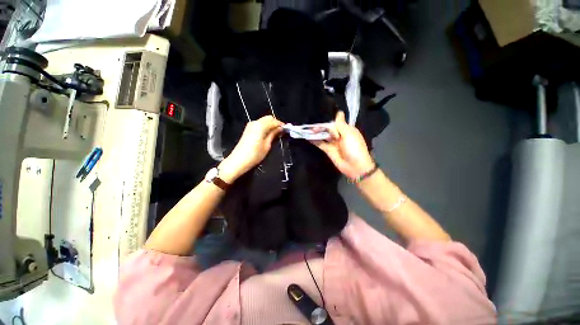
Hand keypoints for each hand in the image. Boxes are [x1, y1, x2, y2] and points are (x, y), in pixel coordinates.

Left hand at [219, 115, 283, 182]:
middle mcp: (255, 122)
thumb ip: (273, 134)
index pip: (274, 121)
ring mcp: (250, 125)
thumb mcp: (267, 145)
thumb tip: (280, 129)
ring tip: (276, 134)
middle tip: (282, 132)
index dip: (281, 124)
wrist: (238, 161)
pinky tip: (268, 134)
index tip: (287, 130)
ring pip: (264, 121)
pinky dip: (265, 127)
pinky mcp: (248, 130)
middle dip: (276, 123)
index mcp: (260, 125)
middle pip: (268, 118)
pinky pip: (259, 124)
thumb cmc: (255, 155)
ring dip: (271, 125)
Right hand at [310, 111, 374, 179]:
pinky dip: (315, 141)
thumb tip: (339, 112)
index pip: (337, 122)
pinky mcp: (328, 150)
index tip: (321, 115)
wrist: (355, 166)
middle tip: (313, 127)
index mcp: (347, 130)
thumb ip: (340, 125)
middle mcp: (340, 135)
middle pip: (329, 129)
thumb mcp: (349, 134)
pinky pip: (321, 144)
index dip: (330, 120)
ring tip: (308, 130)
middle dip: (321, 127)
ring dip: (317, 133)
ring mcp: (333, 143)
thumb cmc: (354, 148)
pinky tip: (308, 137)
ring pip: (324, 136)